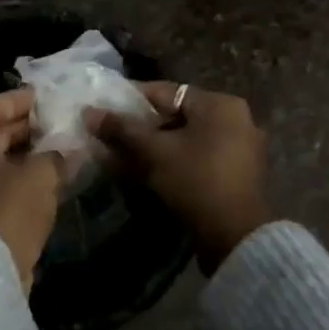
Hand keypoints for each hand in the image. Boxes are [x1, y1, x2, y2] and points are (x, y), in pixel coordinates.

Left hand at [0, 89, 67, 289]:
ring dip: (26, 156)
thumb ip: (56, 156)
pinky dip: (22, 180)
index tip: (39, 99)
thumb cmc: (9, 208)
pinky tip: (50, 182)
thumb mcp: (40, 175)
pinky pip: (0, 186)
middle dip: (22, 128)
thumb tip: (68, 150)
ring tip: (58, 151)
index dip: (12, 100)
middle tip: (54, 123)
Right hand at [90, 83, 271, 272]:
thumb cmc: (196, 181)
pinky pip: (196, 157)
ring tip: (121, 156)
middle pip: (175, 116)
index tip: (103, 109)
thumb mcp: (154, 152)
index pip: (165, 92)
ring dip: (153, 147)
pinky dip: (172, 161)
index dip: (130, 100)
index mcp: (220, 104)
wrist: (237, 238)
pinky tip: (145, 173)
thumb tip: (89, 112)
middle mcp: (235, 119)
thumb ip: (122, 129)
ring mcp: (239, 148)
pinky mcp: (235, 174)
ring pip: (184, 139)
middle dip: (140, 128)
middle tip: (109, 136)